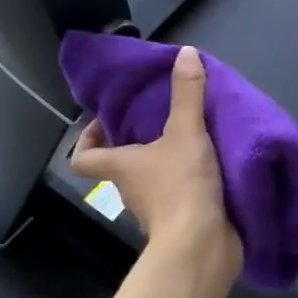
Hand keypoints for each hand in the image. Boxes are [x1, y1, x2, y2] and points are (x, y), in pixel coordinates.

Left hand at [70, 46, 242, 273]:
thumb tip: (186, 52)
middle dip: (136, 143)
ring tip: (191, 135)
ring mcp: (153, 209)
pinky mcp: (179, 222)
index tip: (105, 121)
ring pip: (151, 180)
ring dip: (165, 162)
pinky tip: (213, 165)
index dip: (86, 139)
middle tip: (159, 117)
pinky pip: (178, 195)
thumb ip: (187, 94)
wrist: (202, 245)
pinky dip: (188, 182)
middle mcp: (130, 189)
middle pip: (121, 165)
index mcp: (120, 167)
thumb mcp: (187, 131)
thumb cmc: (181, 185)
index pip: (83, 158)